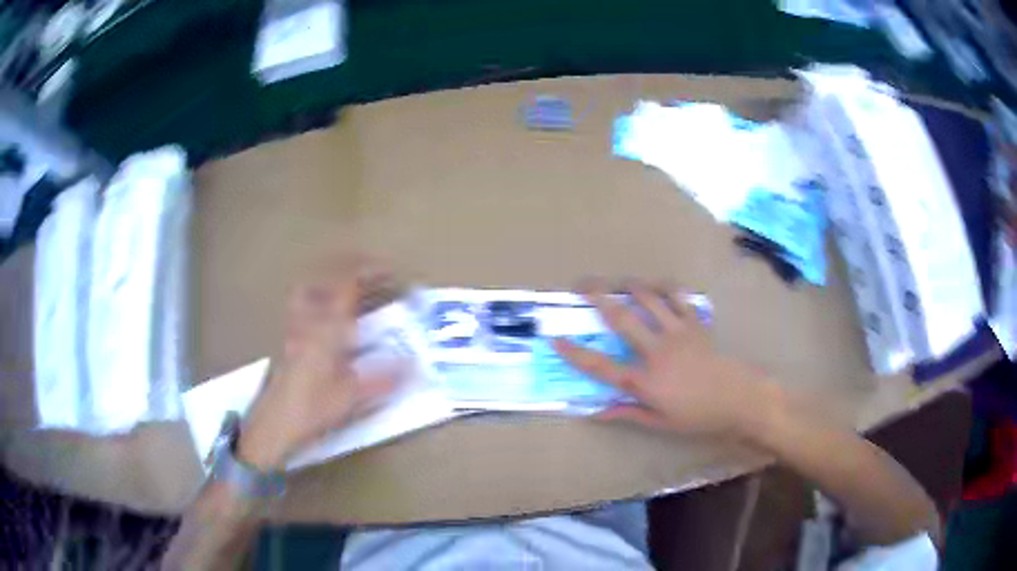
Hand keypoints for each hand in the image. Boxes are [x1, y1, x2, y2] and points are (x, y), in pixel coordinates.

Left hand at [238, 259, 399, 470]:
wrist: (275, 422)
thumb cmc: (313, 407)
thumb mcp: (352, 396)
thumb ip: (384, 377)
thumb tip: (413, 365)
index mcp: (327, 327)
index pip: (348, 283)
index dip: (370, 269)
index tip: (390, 269)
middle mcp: (308, 318)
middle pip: (324, 274)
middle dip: (349, 263)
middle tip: (369, 268)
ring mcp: (293, 325)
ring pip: (308, 285)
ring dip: (329, 276)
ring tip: (346, 283)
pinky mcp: (286, 336)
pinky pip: (300, 303)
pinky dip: (315, 295)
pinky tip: (323, 311)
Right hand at [553, 281, 776, 436]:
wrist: (739, 399)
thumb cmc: (698, 416)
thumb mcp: (660, 422)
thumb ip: (626, 413)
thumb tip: (593, 412)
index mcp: (646, 382)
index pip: (601, 367)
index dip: (576, 353)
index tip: (556, 340)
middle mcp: (657, 352)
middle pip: (621, 319)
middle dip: (597, 297)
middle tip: (581, 283)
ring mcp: (678, 333)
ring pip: (648, 299)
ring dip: (630, 285)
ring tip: (618, 281)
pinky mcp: (695, 323)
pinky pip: (678, 297)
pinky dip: (665, 287)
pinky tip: (656, 285)